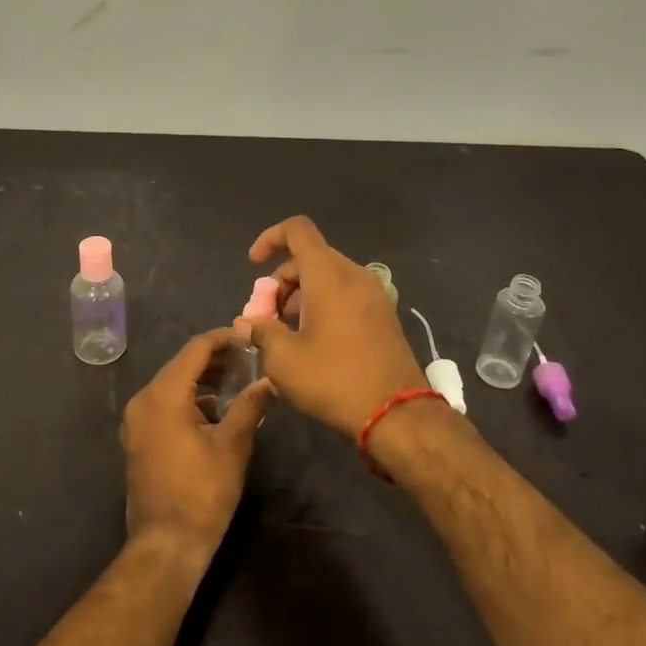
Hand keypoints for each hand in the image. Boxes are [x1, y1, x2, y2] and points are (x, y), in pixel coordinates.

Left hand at [121, 329, 271, 564]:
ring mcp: (137, 420)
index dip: (224, 339)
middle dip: (216, 359)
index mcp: (163, 395)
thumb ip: (250, 406)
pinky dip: (190, 399)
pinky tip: (218, 408)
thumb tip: (270, 381)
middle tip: (250, 359)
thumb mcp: (232, 446)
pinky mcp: (139, 437)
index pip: (196, 349)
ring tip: (239, 380)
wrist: (166, 544)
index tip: (251, 339)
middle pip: (182, 364)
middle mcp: (143, 400)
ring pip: (173, 384)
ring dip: (204, 379)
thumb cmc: (202, 492)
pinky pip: (165, 404)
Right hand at [241, 216, 427, 438]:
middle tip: (266, 315)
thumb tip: (247, 323)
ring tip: (285, 331)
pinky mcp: (383, 314)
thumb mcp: (284, 360)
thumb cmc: (334, 379)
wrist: (397, 414)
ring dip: (300, 294)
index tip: (253, 265)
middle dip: (281, 280)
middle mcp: (354, 275)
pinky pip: (345, 293)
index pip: (297, 230)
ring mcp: (373, 294)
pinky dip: (322, 303)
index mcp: (328, 275)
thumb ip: (261, 332)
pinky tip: (312, 339)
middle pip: (310, 257)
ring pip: (327, 276)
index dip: (270, 238)